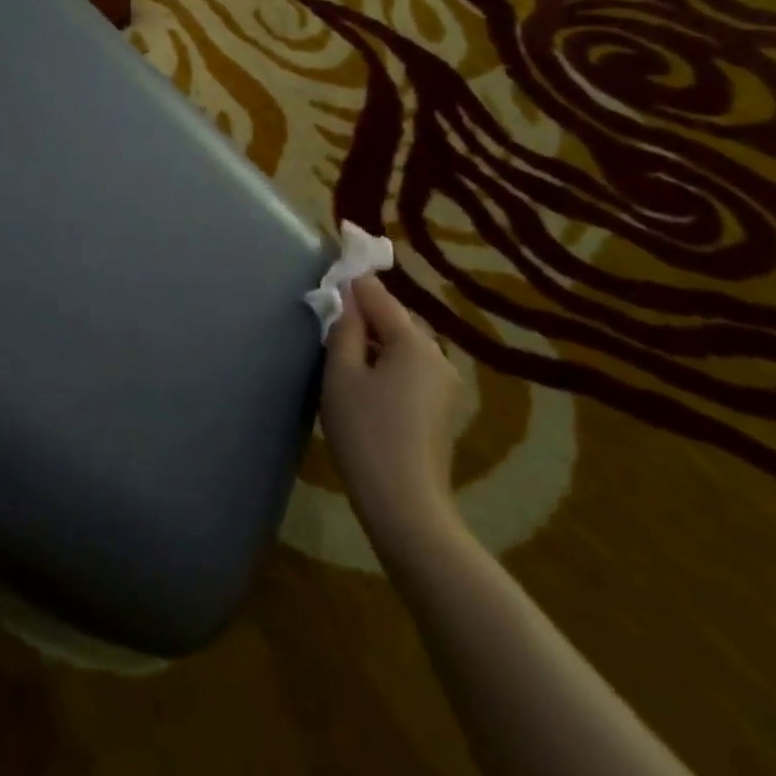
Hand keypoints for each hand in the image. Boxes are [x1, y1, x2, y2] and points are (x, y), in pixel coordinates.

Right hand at [321, 273, 465, 557]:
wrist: (405, 505)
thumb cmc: (366, 432)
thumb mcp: (342, 375)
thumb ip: (344, 329)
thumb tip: (346, 296)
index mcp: (415, 342)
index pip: (379, 297)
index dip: (354, 282)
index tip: (332, 270)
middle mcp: (437, 356)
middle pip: (396, 320)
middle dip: (365, 315)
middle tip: (331, 318)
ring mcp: (444, 385)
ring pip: (404, 347)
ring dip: (375, 342)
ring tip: (343, 352)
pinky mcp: (441, 410)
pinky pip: (410, 370)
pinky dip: (387, 365)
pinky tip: (365, 383)